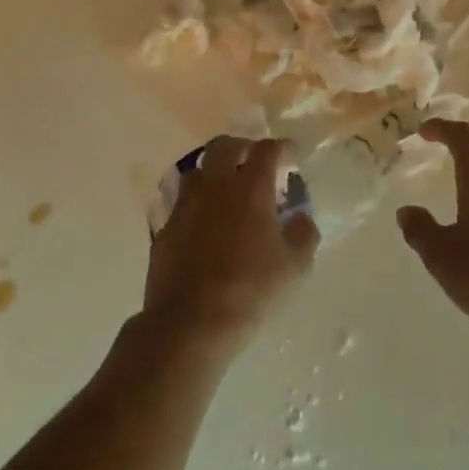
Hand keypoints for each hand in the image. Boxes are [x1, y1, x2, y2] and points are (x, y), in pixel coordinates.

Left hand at [144, 137, 318, 357]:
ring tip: (228, 188)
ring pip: (198, 170)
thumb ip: (303, 234)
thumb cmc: (250, 291)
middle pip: (224, 146)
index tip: (292, 154)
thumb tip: (300, 217)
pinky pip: (182, 201)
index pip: (266, 150)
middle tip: (255, 160)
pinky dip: (198, 201)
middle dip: (243, 146)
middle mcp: (214, 187)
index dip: (282, 147)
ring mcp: (185, 205)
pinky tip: (206, 220)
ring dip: (215, 171)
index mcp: (250, 189)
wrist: (190, 323)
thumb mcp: (294, 268)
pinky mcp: (165, 228)